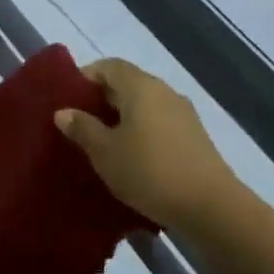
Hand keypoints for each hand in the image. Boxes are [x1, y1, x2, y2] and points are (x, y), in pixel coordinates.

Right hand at [54, 58, 240, 228]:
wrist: (211, 208)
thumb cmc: (149, 171)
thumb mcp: (105, 152)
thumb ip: (82, 128)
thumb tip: (63, 112)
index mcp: (140, 86)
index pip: (108, 66)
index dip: (86, 77)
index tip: (68, 99)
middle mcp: (163, 91)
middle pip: (127, 83)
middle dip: (101, 100)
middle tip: (79, 123)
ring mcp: (183, 114)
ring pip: (144, 105)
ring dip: (122, 118)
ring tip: (103, 143)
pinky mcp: (195, 137)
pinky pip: (159, 123)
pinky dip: (142, 132)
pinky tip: (132, 157)